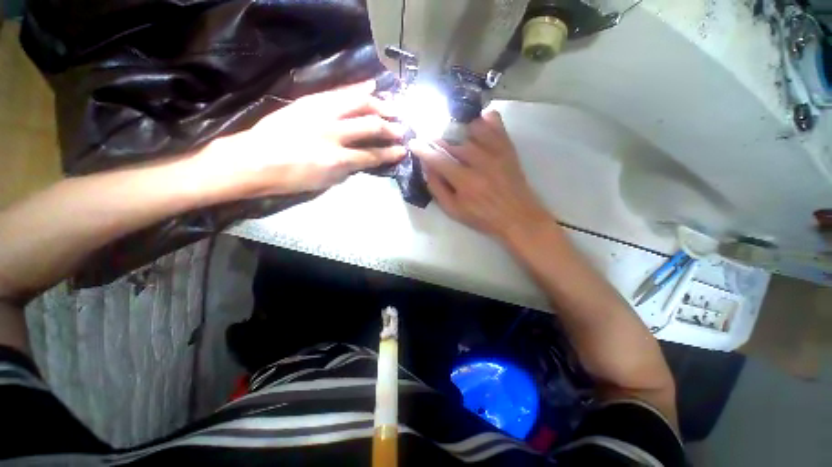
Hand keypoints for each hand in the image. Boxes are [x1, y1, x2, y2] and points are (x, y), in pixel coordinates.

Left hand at [198, 81, 406, 197]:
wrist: (253, 160)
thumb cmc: (290, 178)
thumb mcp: (324, 182)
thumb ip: (347, 170)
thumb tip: (361, 160)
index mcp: (337, 159)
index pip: (372, 155)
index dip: (390, 154)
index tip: (402, 151)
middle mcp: (333, 133)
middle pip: (369, 127)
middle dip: (390, 128)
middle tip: (403, 128)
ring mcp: (320, 113)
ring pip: (357, 104)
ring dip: (379, 105)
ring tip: (393, 106)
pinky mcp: (310, 102)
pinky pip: (338, 92)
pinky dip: (357, 88)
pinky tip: (370, 85)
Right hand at [410, 110, 551, 239]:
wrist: (517, 216)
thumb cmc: (482, 217)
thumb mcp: (454, 211)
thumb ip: (437, 188)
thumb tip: (427, 167)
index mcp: (465, 181)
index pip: (438, 159)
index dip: (423, 149)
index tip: (413, 142)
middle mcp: (480, 162)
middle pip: (452, 144)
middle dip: (438, 143)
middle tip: (432, 145)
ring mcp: (496, 152)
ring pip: (470, 131)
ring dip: (457, 134)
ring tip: (453, 140)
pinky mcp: (508, 148)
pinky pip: (494, 123)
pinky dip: (483, 120)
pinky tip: (477, 124)